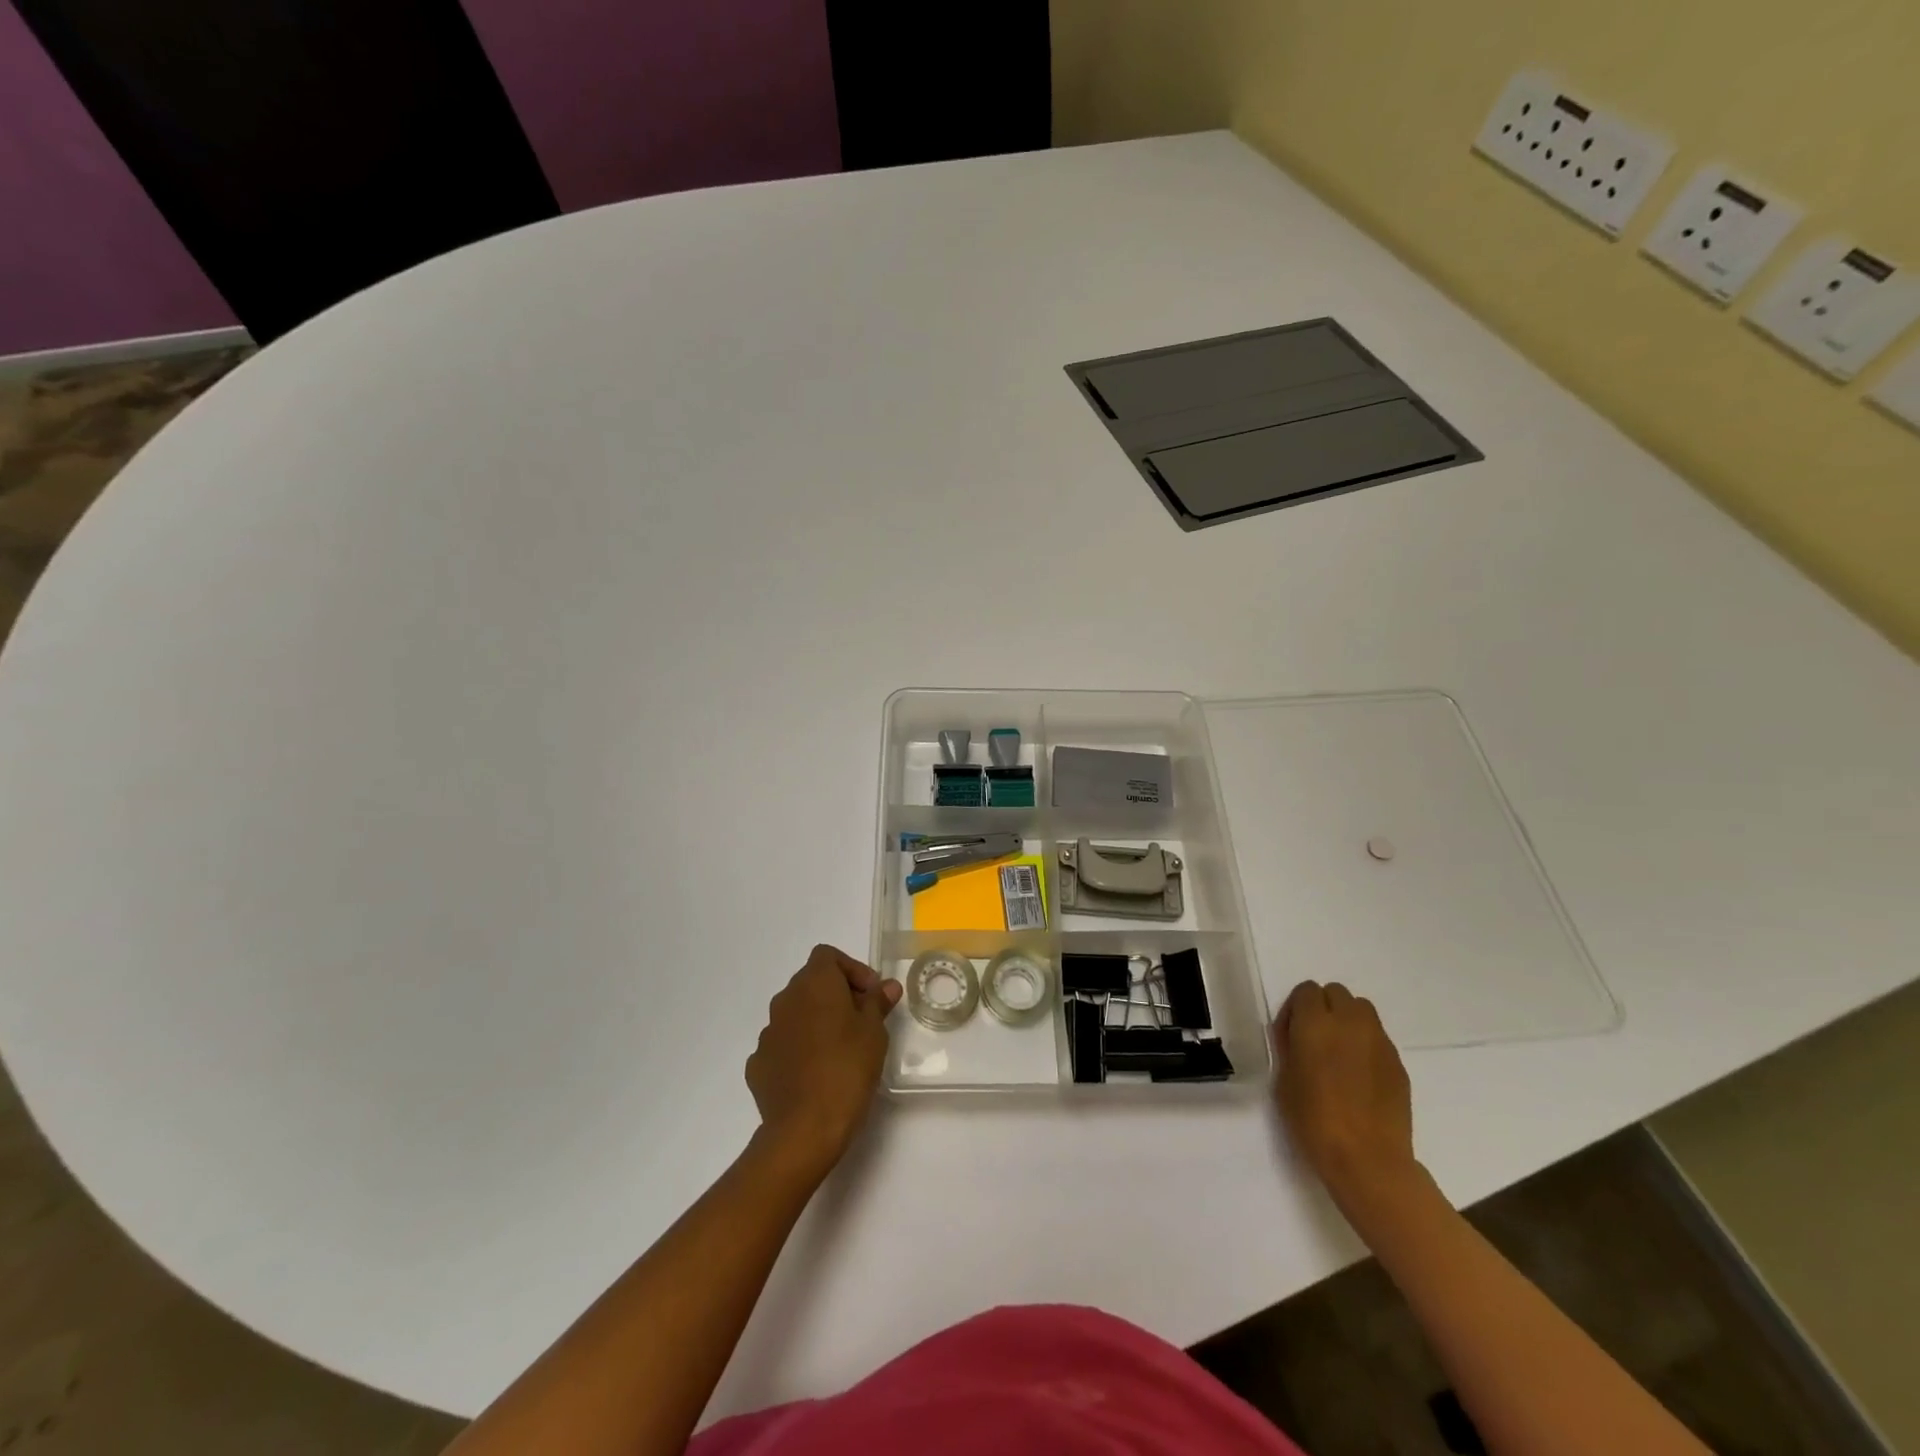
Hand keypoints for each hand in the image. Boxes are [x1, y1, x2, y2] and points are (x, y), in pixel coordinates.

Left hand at [745, 945, 900, 1180]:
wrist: (804, 1128)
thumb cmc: (847, 1069)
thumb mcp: (874, 1032)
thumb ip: (877, 1002)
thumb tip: (886, 986)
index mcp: (813, 984)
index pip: (828, 956)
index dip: (852, 970)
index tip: (871, 995)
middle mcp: (785, 1000)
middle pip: (811, 982)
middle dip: (836, 995)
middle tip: (862, 1021)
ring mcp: (767, 1033)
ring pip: (796, 1014)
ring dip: (816, 1022)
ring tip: (840, 1050)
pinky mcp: (758, 1064)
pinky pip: (783, 1045)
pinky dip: (799, 1049)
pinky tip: (816, 1074)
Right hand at [1273, 981, 1417, 1207]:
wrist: (1368, 1161)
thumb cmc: (1314, 1121)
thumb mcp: (1284, 1081)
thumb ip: (1289, 1048)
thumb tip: (1296, 1035)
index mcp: (1316, 1024)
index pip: (1306, 991)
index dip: (1295, 1009)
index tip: (1291, 1036)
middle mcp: (1349, 1023)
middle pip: (1336, 992)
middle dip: (1323, 1008)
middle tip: (1315, 1040)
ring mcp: (1379, 1042)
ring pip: (1362, 1010)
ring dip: (1347, 1021)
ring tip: (1339, 1053)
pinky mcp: (1398, 1063)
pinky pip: (1378, 1038)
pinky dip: (1366, 1045)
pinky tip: (1359, 1077)